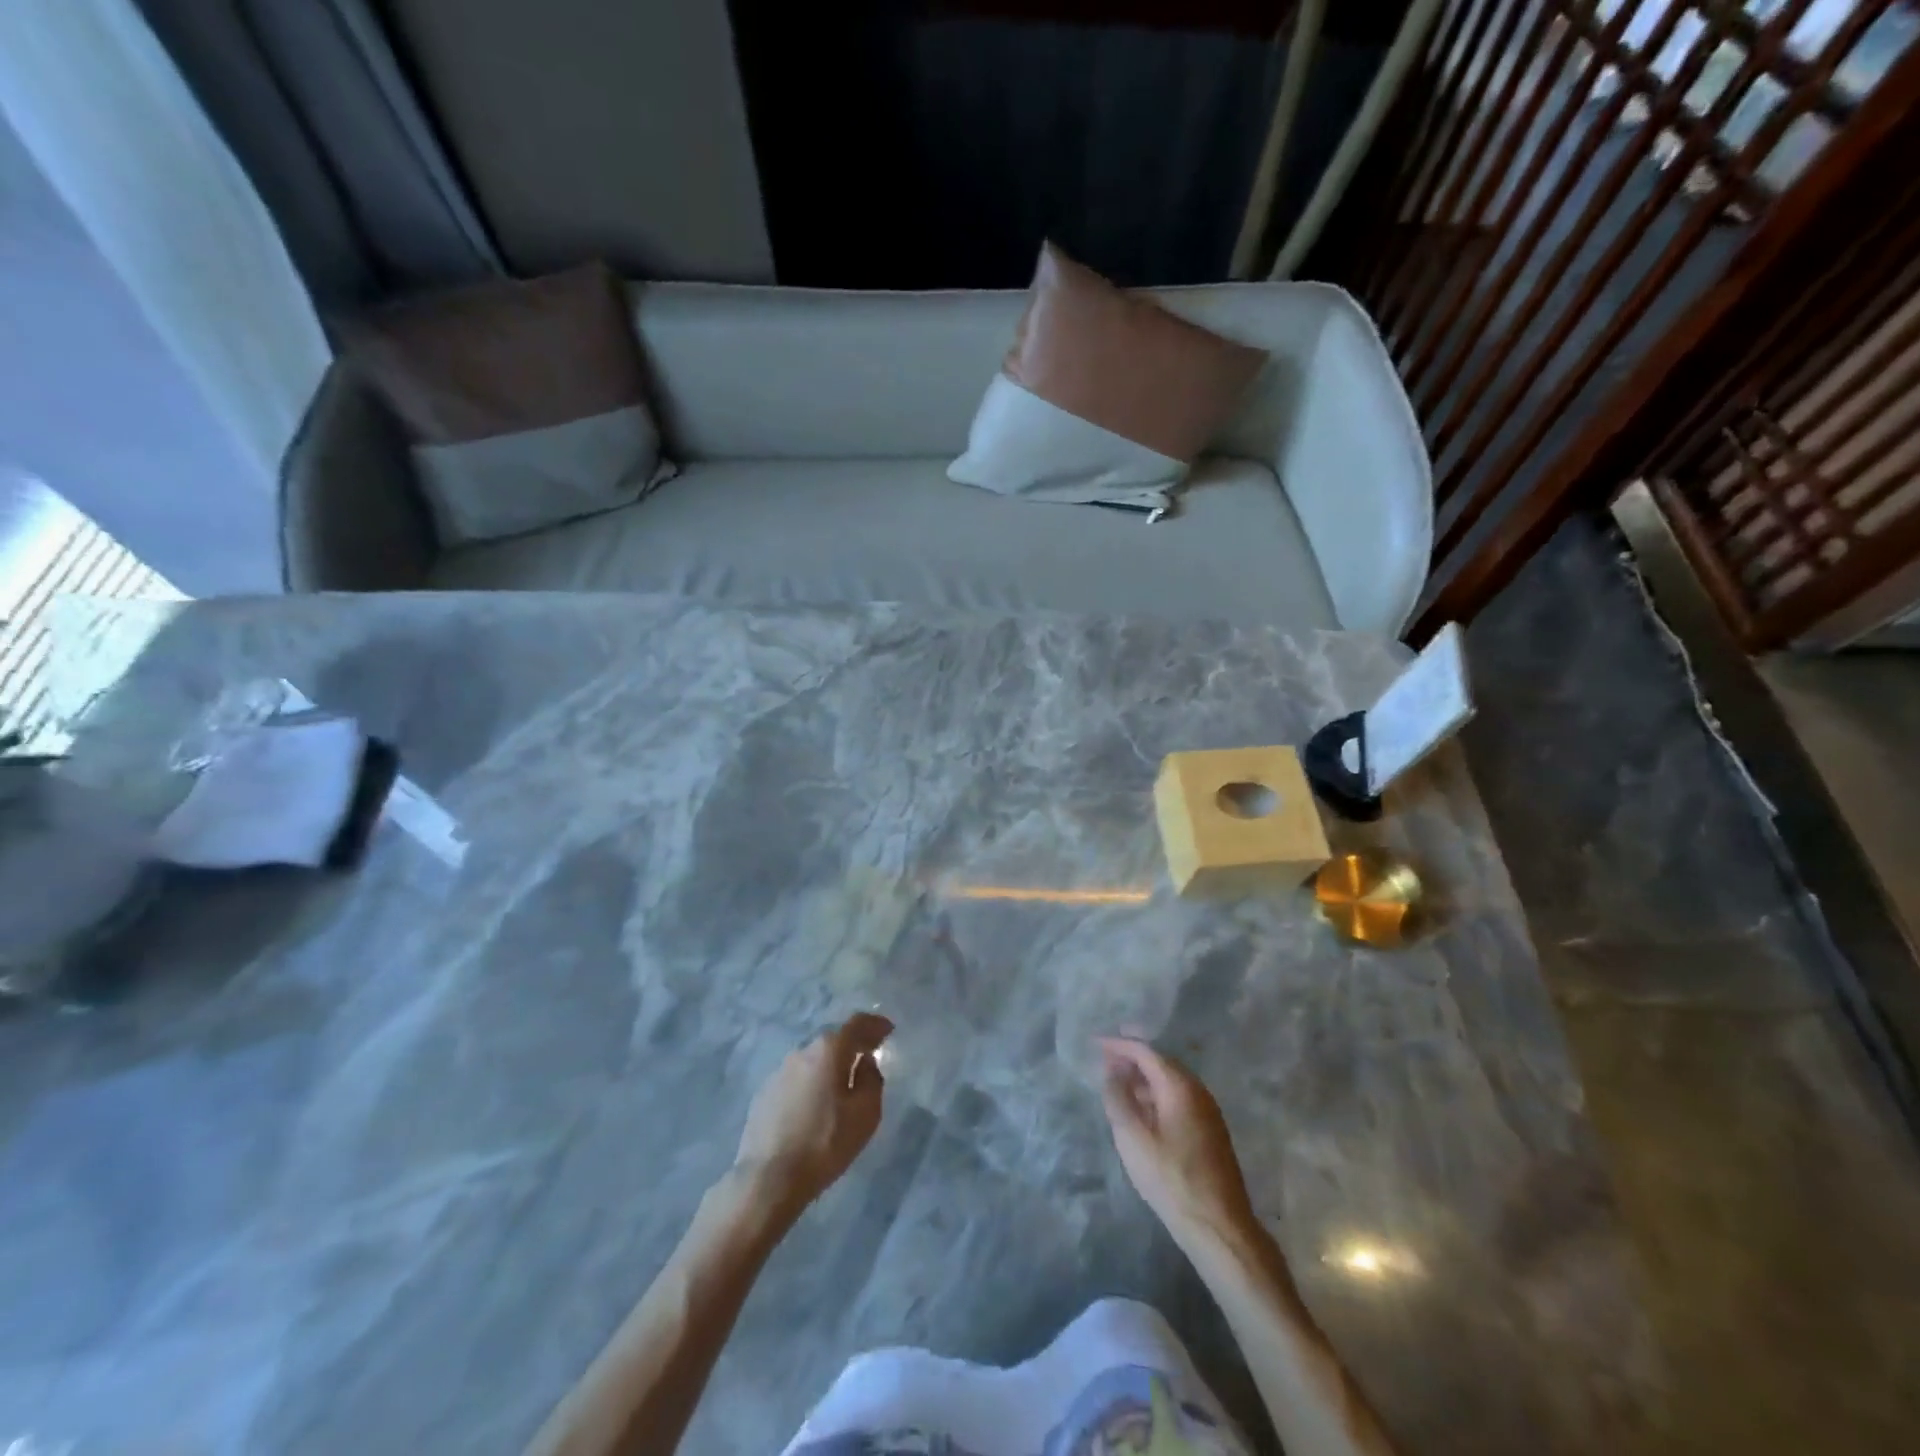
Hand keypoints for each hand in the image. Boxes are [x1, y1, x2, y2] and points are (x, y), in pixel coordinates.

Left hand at [734, 1012, 892, 1213]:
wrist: (768, 1179)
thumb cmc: (824, 1144)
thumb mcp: (865, 1114)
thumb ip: (872, 1079)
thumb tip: (865, 1062)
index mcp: (829, 1050)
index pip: (857, 1024)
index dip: (875, 1025)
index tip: (888, 1030)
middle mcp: (802, 1051)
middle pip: (833, 1039)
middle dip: (852, 1045)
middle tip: (868, 1056)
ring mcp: (779, 1071)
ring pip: (813, 1060)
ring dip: (829, 1065)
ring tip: (841, 1084)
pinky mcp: (764, 1093)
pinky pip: (796, 1079)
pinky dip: (810, 1083)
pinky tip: (814, 1105)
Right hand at [1100, 1037, 1257, 1246]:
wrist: (1218, 1226)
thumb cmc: (1170, 1177)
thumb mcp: (1132, 1137)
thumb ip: (1118, 1098)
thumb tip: (1112, 1072)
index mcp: (1180, 1086)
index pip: (1145, 1051)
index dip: (1119, 1044)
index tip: (1095, 1043)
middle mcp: (1198, 1090)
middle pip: (1160, 1062)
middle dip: (1132, 1058)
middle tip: (1105, 1060)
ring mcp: (1208, 1111)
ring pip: (1170, 1082)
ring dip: (1143, 1078)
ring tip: (1118, 1084)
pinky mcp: (1210, 1132)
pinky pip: (1178, 1099)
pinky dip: (1156, 1095)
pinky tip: (1142, 1111)